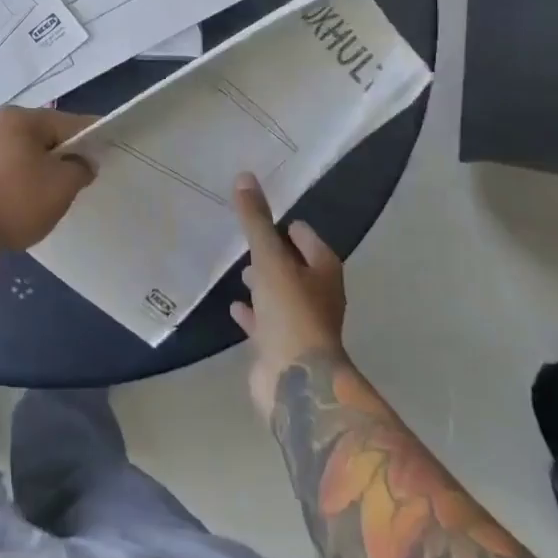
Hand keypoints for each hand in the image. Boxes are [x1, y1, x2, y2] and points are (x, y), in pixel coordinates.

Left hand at [0, 107, 96, 253]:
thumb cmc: (13, 201)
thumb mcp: (60, 187)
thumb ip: (80, 168)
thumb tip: (83, 162)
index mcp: (22, 118)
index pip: (69, 122)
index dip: (93, 137)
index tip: (110, 152)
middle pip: (46, 136)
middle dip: (66, 156)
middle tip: (83, 180)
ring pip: (27, 153)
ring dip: (44, 170)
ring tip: (57, 194)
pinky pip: (10, 167)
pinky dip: (24, 179)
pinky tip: (29, 200)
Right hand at [230, 173, 346, 420]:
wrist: (298, 381)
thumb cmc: (291, 311)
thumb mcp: (269, 258)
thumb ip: (255, 220)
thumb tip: (245, 176)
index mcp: (323, 270)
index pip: (304, 235)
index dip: (285, 224)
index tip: (259, 213)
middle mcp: (317, 293)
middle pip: (294, 264)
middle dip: (273, 252)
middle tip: (246, 238)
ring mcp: (301, 322)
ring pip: (279, 293)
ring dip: (263, 282)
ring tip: (239, 269)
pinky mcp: (283, 346)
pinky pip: (265, 321)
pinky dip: (252, 312)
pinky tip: (234, 306)